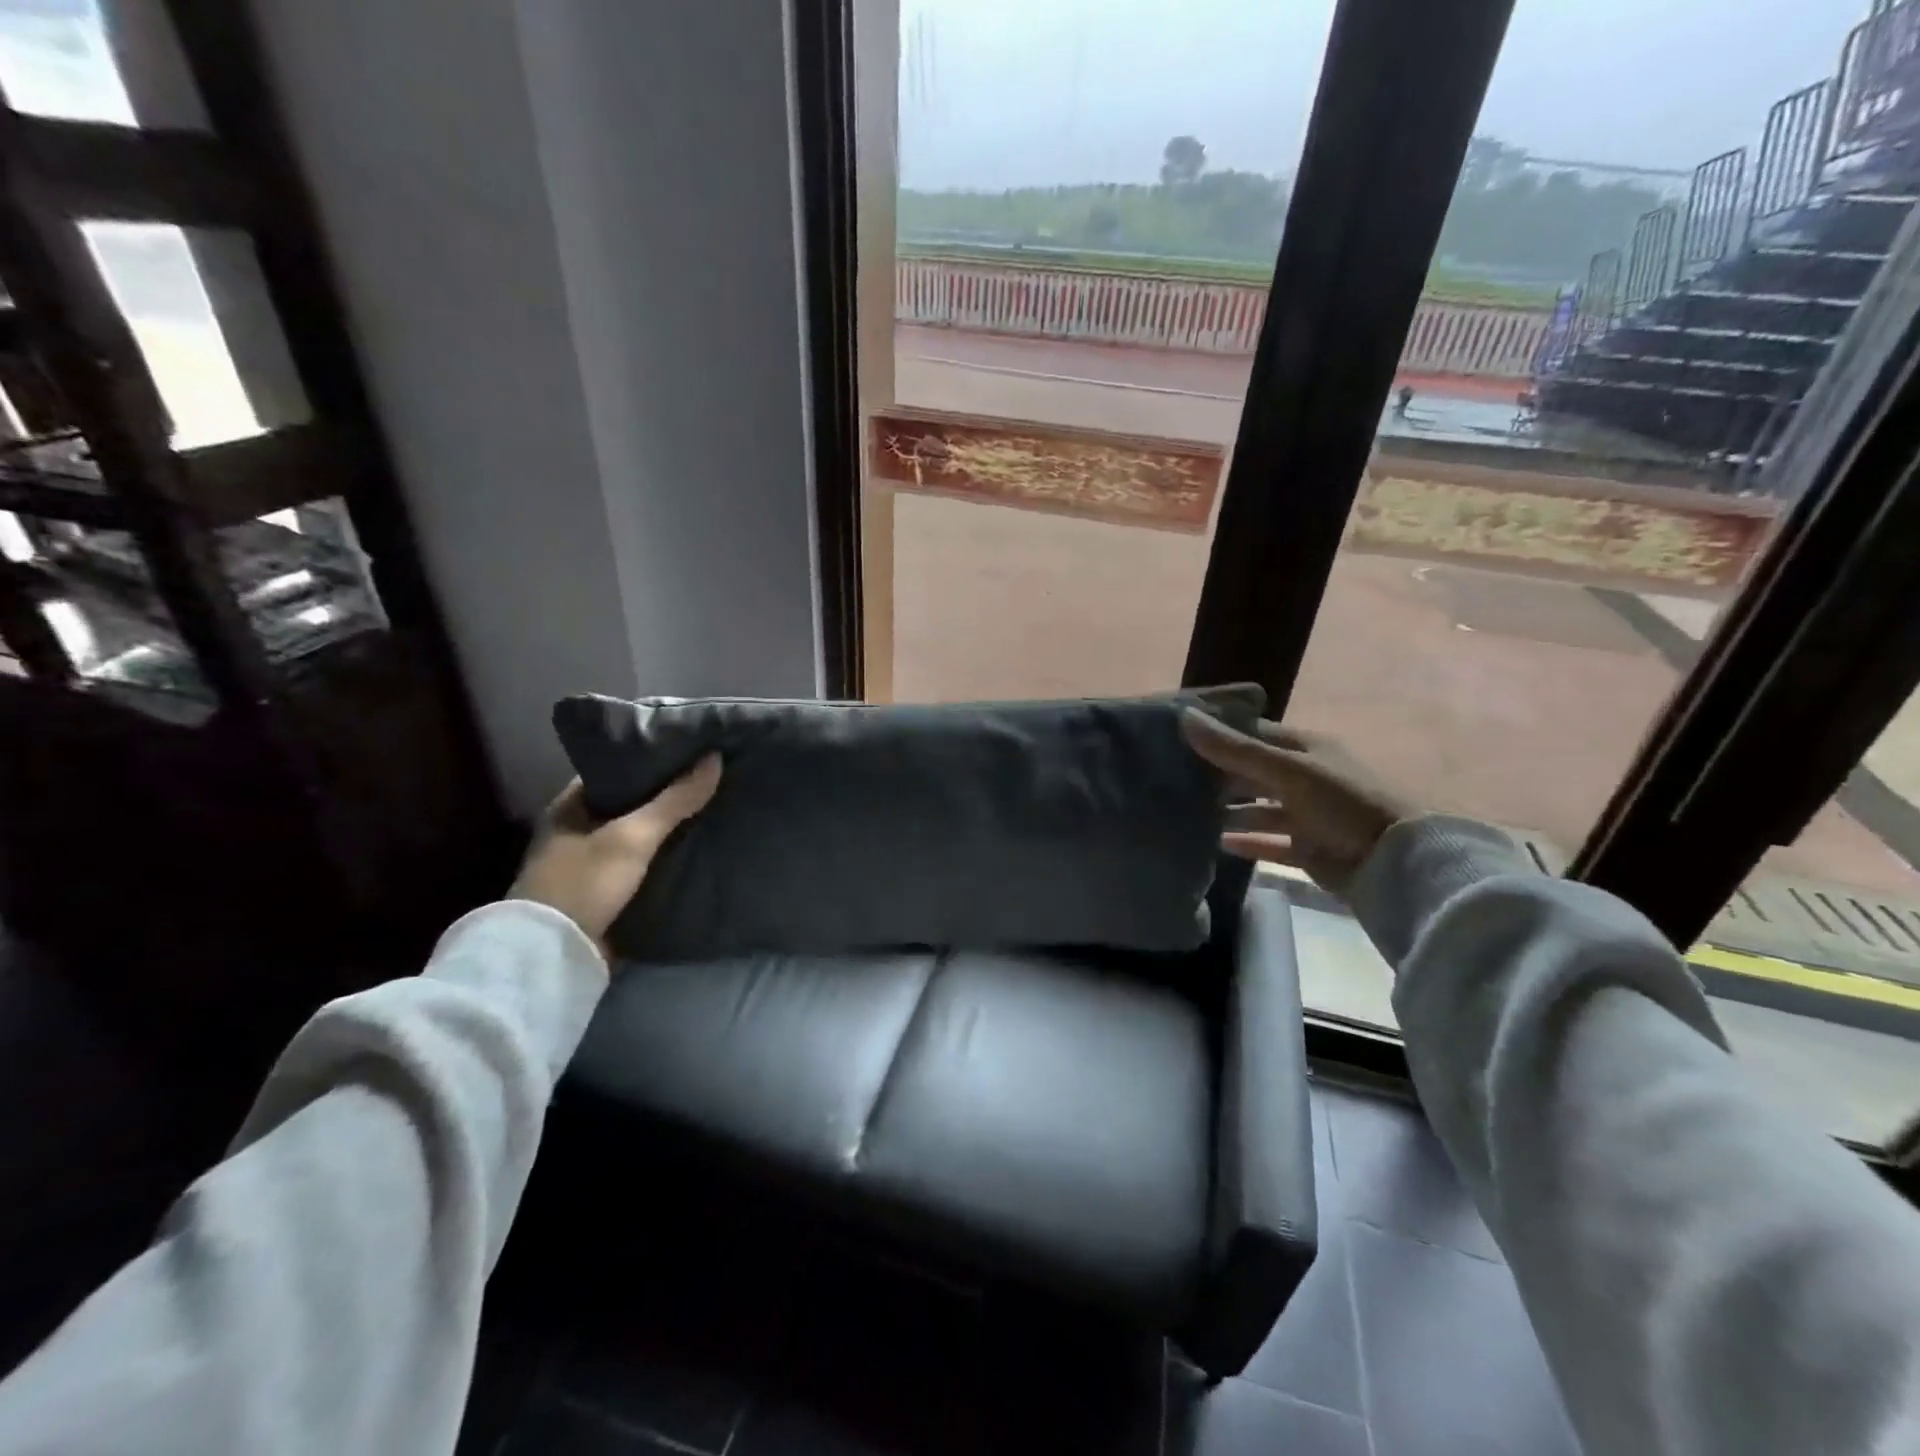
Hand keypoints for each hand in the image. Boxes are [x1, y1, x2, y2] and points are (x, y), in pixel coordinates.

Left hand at [509, 756, 722, 955]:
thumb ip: (674, 799)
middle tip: (708, 779)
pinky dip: (663, 857)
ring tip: (711, 809)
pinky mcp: (603, 893)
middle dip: (665, 795)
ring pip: (637, 835)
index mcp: (569, 806)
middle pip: (629, 803)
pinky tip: (695, 848)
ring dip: (667, 829)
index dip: (650, 759)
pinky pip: (640, 864)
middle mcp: (575, 831)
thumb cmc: (586, 882)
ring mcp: (588, 864)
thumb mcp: (633, 835)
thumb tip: (715, 759)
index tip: (689, 752)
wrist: (555, 954)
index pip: (615, 769)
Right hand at [1182, 711, 1419, 899]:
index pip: (1251, 732)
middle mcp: (1302, 776)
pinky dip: (1247, 842)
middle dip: (1216, 774)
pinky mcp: (1306, 848)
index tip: (1175, 734)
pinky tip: (1218, 843)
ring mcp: (1305, 814)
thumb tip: (1183, 717)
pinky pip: (1268, 842)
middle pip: (1250, 771)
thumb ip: (1235, 749)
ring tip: (1188, 813)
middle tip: (1171, 777)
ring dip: (1229, 810)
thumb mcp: (1287, 770)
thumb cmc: (1341, 802)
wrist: (1395, 861)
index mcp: (1302, 748)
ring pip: (1258, 808)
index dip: (1217, 731)